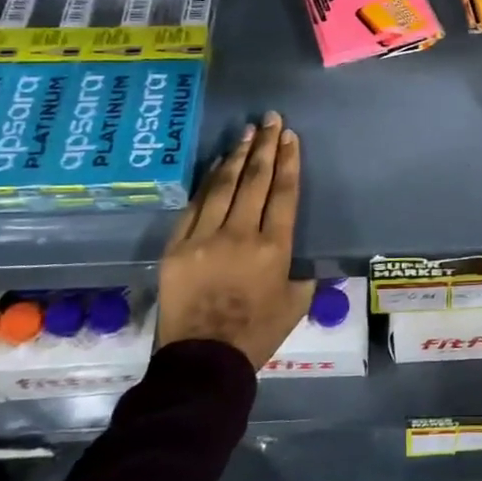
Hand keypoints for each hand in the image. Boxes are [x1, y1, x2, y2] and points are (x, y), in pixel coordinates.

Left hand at [157, 112, 307, 369]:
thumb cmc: (256, 334)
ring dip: (237, 156)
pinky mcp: (178, 246)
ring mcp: (205, 237)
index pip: (283, 192)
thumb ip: (303, 273)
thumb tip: (303, 257)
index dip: (288, 161)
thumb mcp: (296, 303)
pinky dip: (208, 181)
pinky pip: (195, 205)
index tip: (290, 137)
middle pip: (255, 180)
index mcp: (274, 248)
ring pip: (224, 185)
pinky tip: (217, 164)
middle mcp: (240, 234)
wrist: (203, 360)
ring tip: (248, 132)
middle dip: (265, 146)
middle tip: (271, 120)